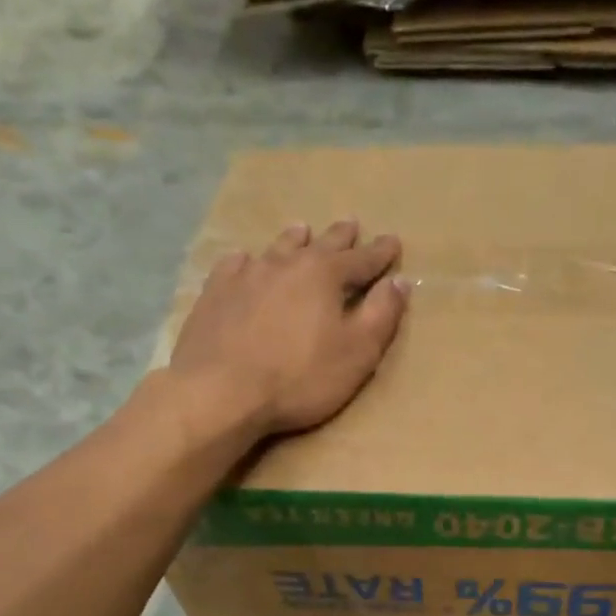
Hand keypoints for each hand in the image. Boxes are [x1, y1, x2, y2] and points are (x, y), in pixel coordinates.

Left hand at [169, 220, 406, 437]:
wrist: (220, 392)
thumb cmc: (299, 378)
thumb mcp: (357, 353)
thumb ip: (381, 315)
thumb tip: (399, 281)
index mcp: (325, 275)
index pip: (362, 259)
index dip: (381, 253)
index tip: (393, 242)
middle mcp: (286, 264)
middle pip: (320, 244)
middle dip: (340, 236)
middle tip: (351, 224)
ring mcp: (246, 275)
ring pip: (277, 248)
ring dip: (294, 239)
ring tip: (301, 229)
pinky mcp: (215, 293)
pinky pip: (235, 266)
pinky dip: (247, 261)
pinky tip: (245, 261)